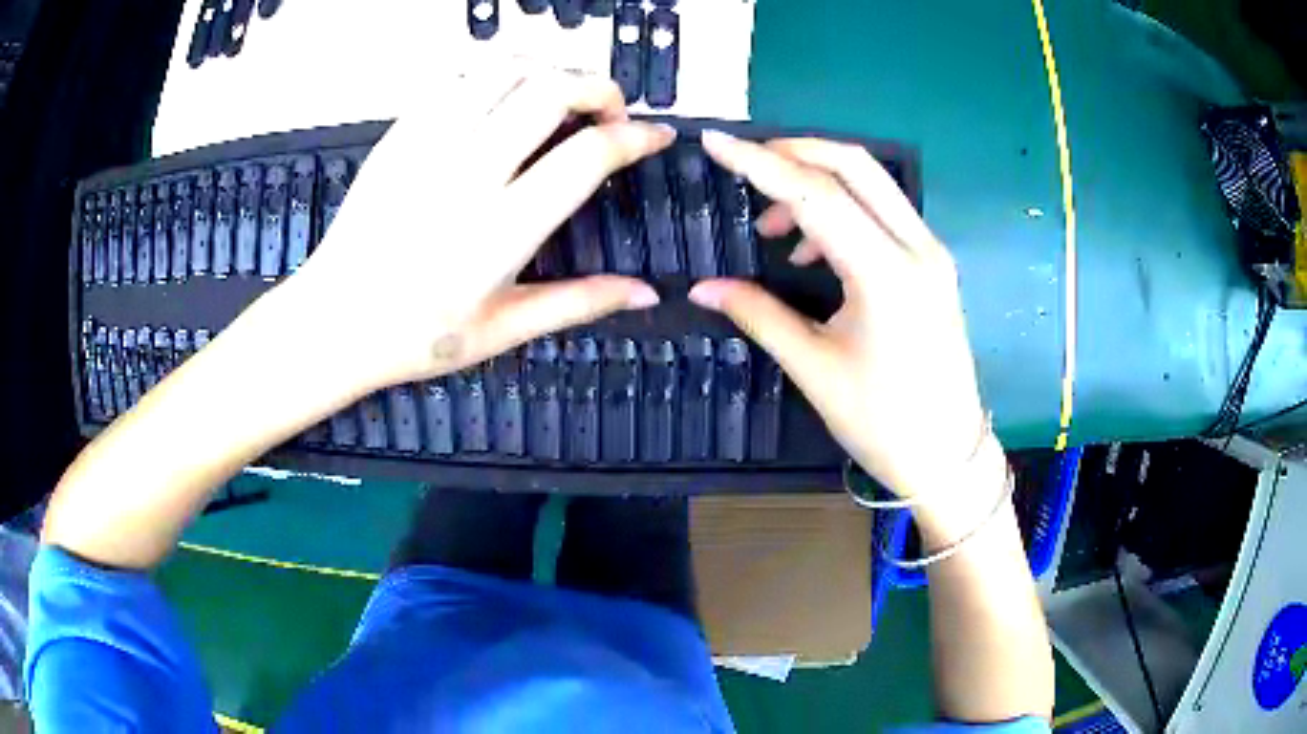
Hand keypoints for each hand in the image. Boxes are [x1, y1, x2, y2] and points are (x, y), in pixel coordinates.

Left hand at [284, 68, 672, 392]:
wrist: (333, 321)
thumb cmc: (416, 335)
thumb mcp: (504, 330)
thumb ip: (580, 303)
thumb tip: (647, 293)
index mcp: (500, 231)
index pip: (587, 156)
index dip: (635, 137)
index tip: (656, 135)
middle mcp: (467, 174)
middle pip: (551, 91)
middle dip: (600, 87)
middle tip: (611, 110)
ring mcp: (427, 145)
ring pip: (506, 69)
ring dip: (551, 69)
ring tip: (564, 93)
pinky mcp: (400, 133)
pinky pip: (459, 76)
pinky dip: (498, 71)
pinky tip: (508, 93)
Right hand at [690, 132, 989, 498]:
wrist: (947, 454)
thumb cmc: (881, 422)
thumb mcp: (814, 368)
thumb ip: (758, 314)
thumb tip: (702, 288)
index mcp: (886, 274)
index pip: (816, 193)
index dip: (759, 163)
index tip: (715, 141)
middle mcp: (917, 247)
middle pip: (854, 164)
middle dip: (794, 152)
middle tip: (745, 164)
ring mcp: (931, 252)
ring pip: (872, 182)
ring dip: (818, 182)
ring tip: (773, 226)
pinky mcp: (932, 263)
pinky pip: (883, 211)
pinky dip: (842, 209)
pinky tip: (814, 248)